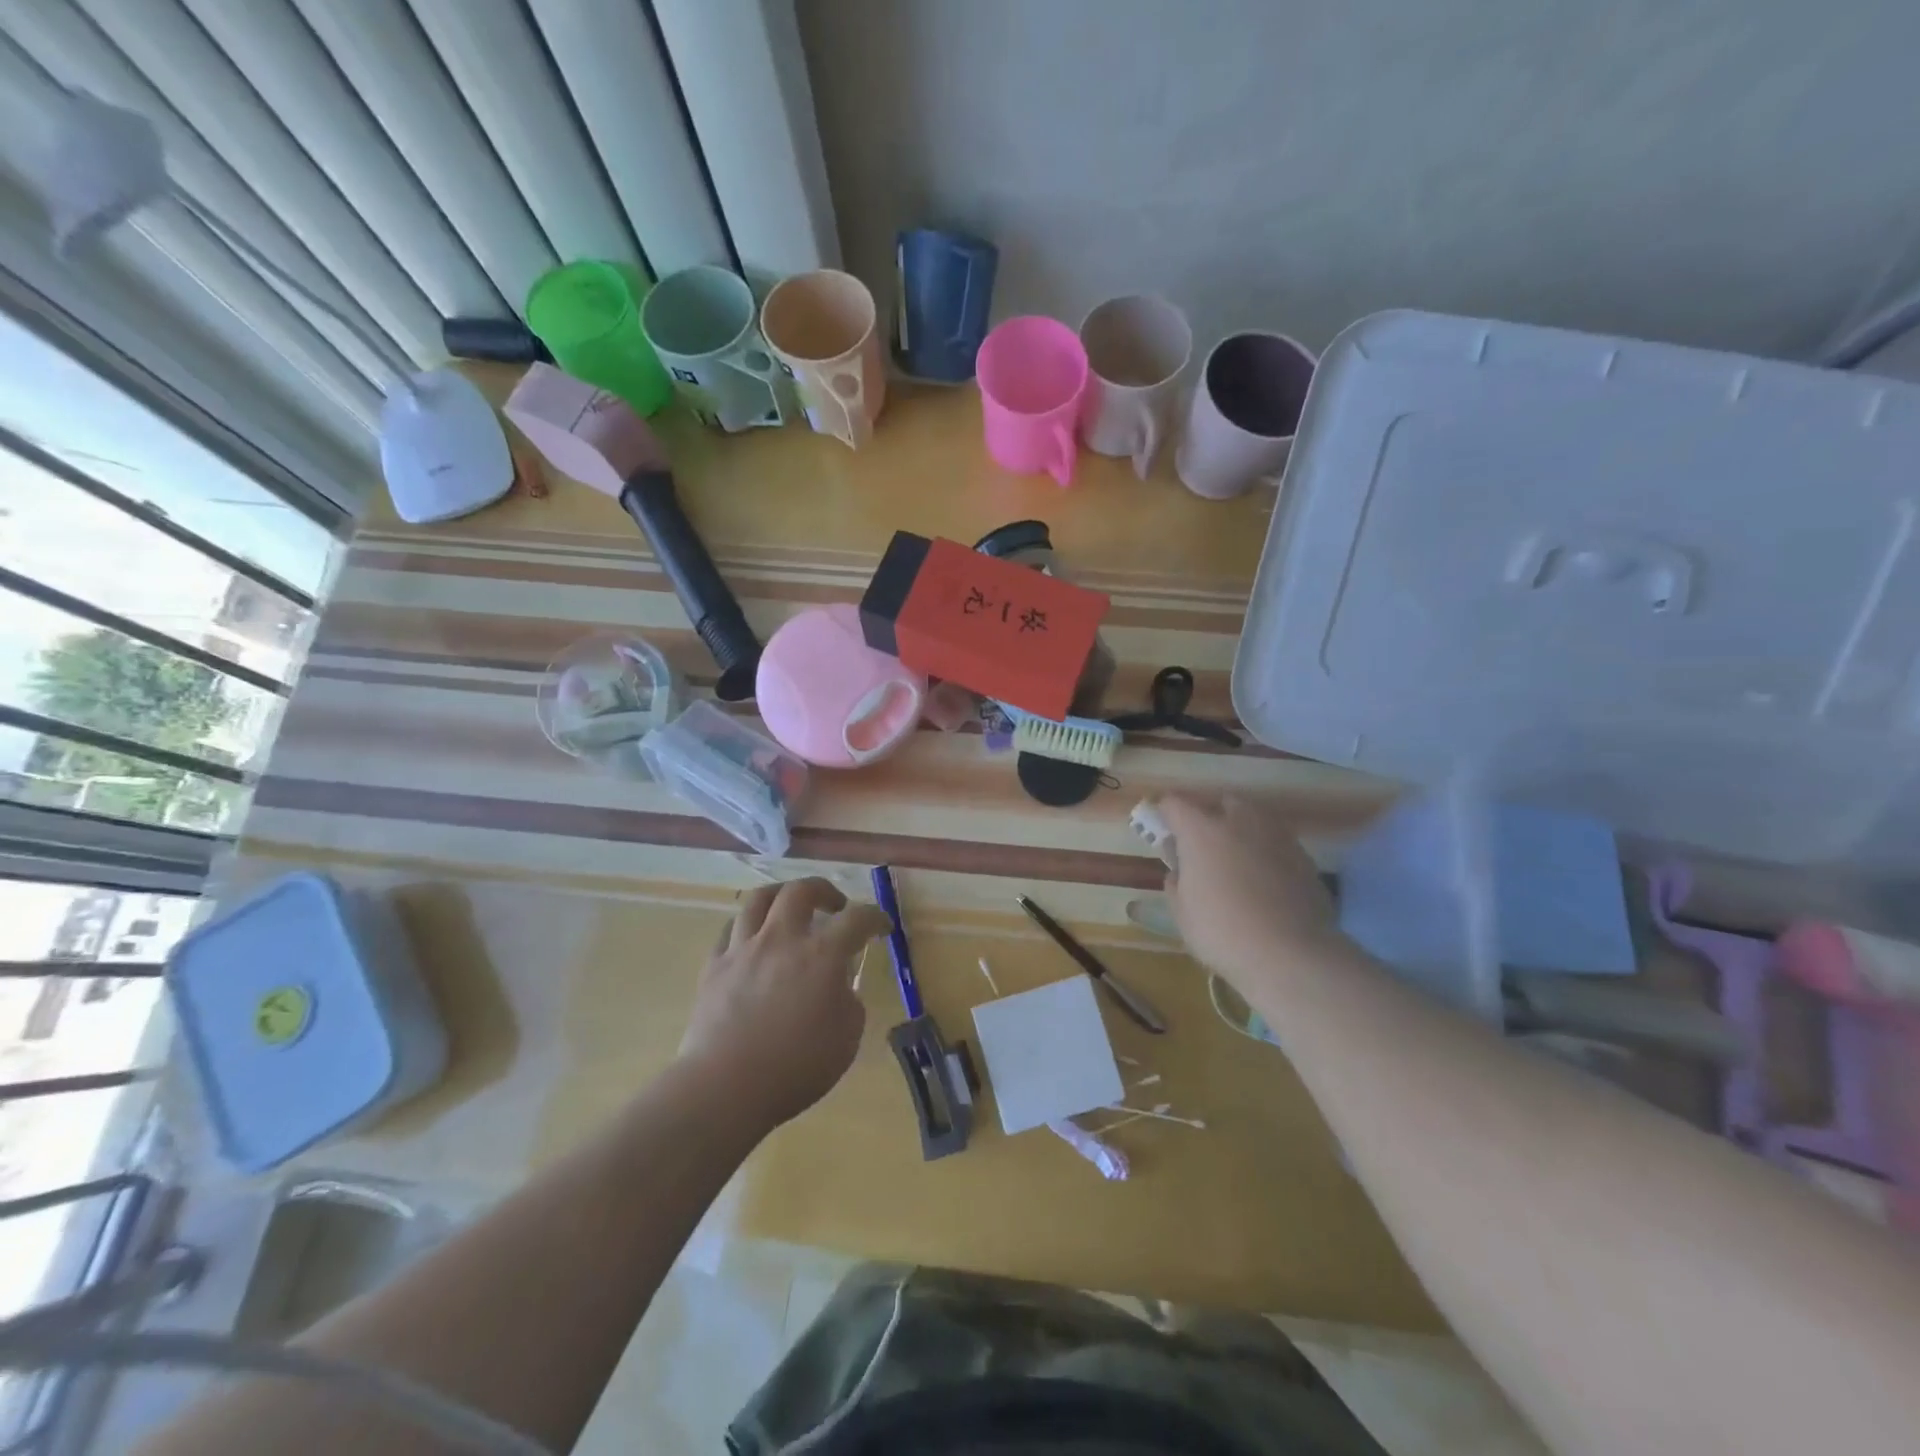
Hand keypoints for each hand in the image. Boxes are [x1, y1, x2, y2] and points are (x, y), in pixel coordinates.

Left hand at [677, 878, 890, 1133]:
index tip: (882, 926)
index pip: (857, 919)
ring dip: (782, 896)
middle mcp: (782, 939)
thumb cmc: (796, 1068)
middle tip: (835, 906)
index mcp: (822, 955)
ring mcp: (743, 949)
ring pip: (760, 899)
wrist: (725, 1087)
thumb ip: (849, 1003)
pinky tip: (753, 939)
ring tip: (790, 907)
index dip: (875, 917)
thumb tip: (838, 987)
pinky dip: (748, 926)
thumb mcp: (846, 1039)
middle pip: (801, 891)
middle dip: (824, 890)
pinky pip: (730, 929)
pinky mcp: (714, 965)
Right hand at [1152, 793, 1340, 985]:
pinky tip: (1265, 881)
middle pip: (1221, 802)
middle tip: (1203, 844)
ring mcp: (1276, 836)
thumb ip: (1176, 884)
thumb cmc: (1222, 932)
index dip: (1165, 813)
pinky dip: (1266, 852)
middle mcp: (1239, 822)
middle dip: (1210, 815)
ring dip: (1241, 830)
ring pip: (1255, 818)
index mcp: (1201, 831)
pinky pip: (1277, 843)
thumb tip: (1180, 871)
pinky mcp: (1304, 856)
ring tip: (1236, 861)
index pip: (1175, 803)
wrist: (1291, 954)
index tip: (1163, 830)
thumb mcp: (1182, 913)